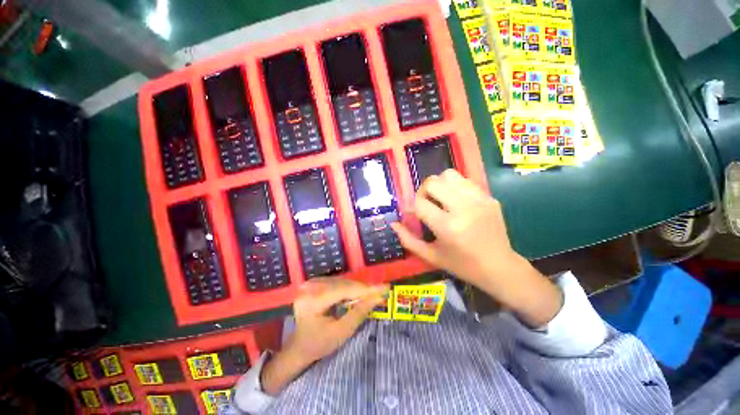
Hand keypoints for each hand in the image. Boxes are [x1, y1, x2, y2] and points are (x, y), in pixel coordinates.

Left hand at [261, 278, 386, 394]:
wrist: (298, 347)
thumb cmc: (319, 344)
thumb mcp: (341, 332)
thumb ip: (359, 313)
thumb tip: (378, 296)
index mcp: (313, 301)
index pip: (344, 290)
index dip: (365, 289)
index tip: (383, 288)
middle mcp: (310, 287)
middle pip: (343, 284)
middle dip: (362, 289)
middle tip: (380, 292)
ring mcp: (310, 283)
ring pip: (341, 281)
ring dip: (356, 288)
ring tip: (371, 294)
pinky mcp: (313, 283)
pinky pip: (336, 282)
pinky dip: (348, 288)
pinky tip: (357, 294)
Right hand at [391, 169, 561, 326]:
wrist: (499, 267)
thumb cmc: (461, 265)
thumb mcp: (431, 256)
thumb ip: (408, 240)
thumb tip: (393, 223)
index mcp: (447, 227)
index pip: (419, 203)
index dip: (411, 207)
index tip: (412, 213)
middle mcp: (463, 209)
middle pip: (433, 182)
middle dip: (423, 191)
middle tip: (426, 204)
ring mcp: (479, 200)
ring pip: (449, 175)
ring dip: (439, 185)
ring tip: (441, 199)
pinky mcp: (489, 197)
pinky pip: (465, 181)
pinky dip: (455, 187)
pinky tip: (456, 200)